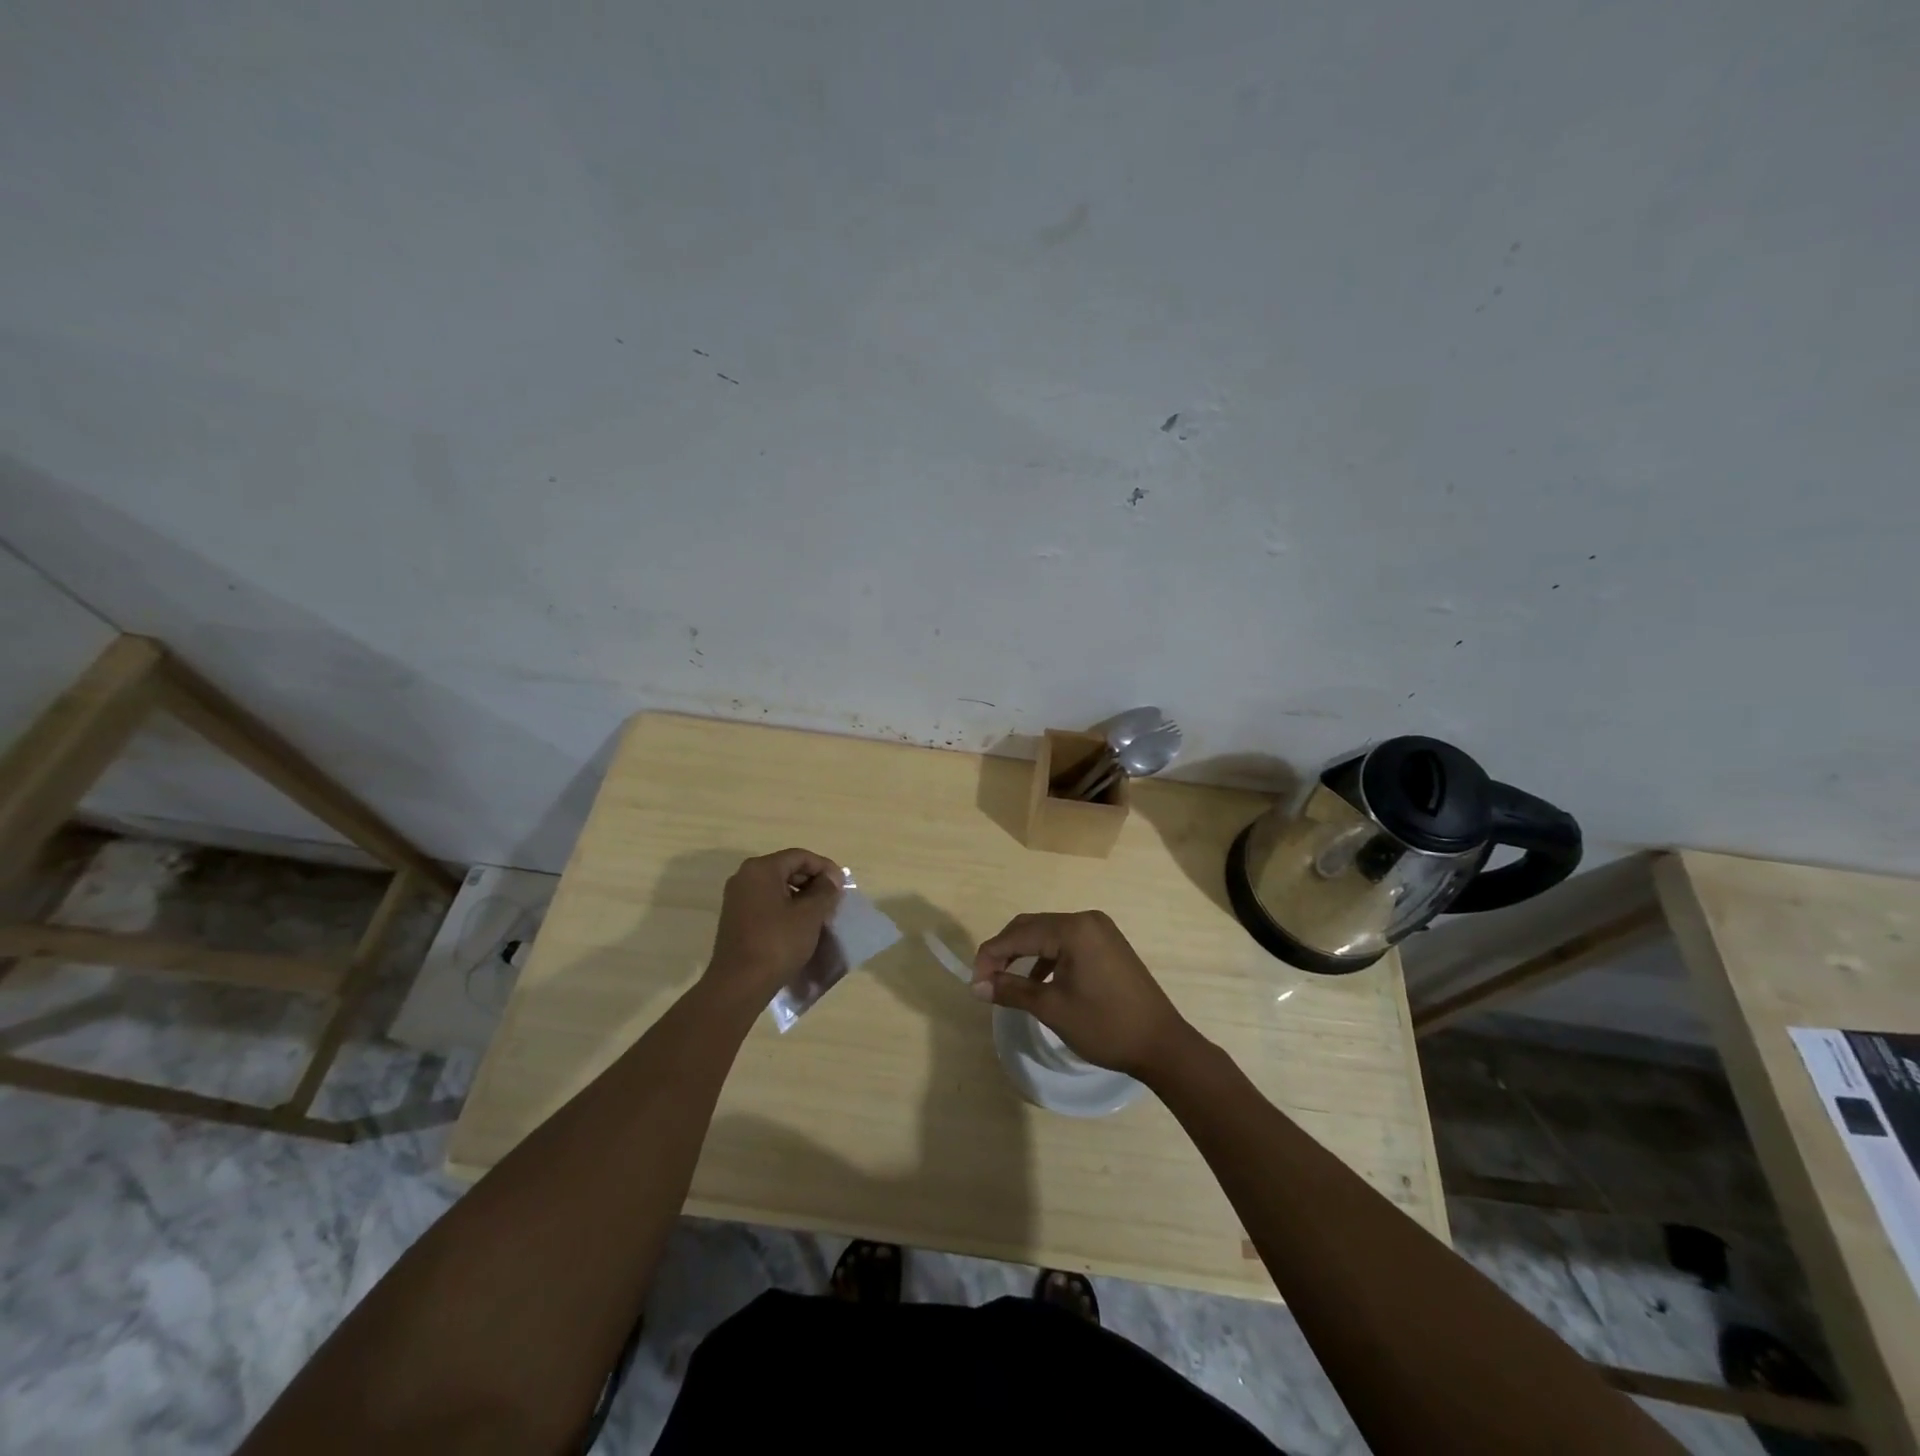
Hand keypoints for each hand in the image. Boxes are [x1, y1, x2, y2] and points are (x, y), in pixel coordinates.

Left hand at [705, 849, 841, 1000]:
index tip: (842, 886)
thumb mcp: (809, 915)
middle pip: (787, 869)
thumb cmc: (777, 943)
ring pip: (777, 887)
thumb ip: (825, 891)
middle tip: (833, 899)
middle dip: (813, 882)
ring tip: (820, 914)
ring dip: (801, 896)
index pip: (800, 856)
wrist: (739, 984)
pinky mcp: (736, 918)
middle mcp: (745, 877)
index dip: (825, 868)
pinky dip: (786, 908)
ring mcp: (737, 898)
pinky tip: (800, 926)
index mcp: (761, 869)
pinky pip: (766, 902)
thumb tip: (830, 880)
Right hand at [971, 911, 1196, 1079]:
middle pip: (1032, 927)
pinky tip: (1038, 980)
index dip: (991, 956)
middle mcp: (1086, 920)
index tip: (974, 982)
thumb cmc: (1105, 1026)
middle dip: (1005, 951)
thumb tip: (977, 986)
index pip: (1019, 934)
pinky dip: (1047, 957)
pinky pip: (1067, 942)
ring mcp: (1100, 930)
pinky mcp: (1108, 944)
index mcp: (1073, 929)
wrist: (1162, 1044)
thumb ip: (1012, 990)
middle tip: (985, 980)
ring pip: (1048, 934)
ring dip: (1024, 954)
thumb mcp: (1052, 1008)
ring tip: (1006, 982)